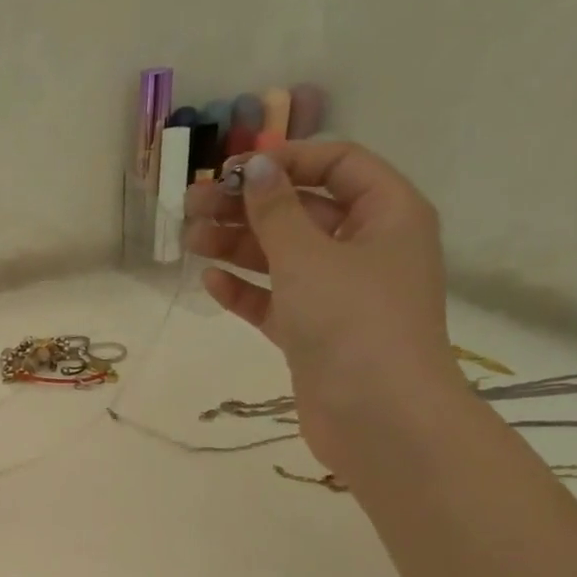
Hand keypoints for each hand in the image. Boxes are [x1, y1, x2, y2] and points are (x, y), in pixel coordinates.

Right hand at [183, 142, 462, 471]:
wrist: (377, 416)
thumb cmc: (352, 321)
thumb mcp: (309, 256)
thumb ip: (276, 211)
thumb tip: (254, 168)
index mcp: (387, 214)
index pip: (338, 164)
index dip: (287, 160)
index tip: (234, 169)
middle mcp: (365, 248)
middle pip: (302, 211)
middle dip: (247, 206)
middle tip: (192, 204)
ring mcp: (338, 294)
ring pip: (282, 257)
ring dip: (237, 245)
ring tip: (189, 240)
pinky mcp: (313, 333)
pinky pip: (276, 301)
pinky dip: (245, 290)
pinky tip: (210, 282)